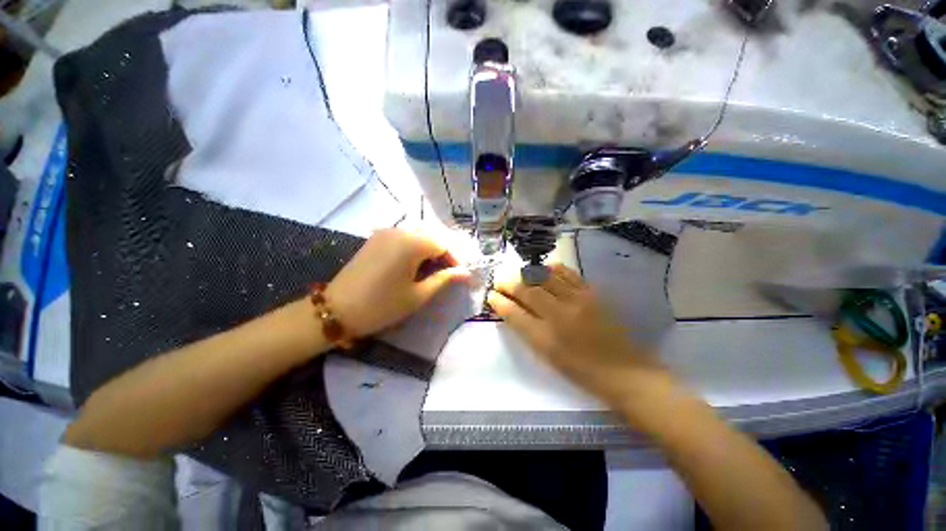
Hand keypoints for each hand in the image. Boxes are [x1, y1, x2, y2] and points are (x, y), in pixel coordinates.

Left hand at [325, 228, 468, 337]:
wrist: (336, 310)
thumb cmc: (382, 305)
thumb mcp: (418, 295)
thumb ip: (444, 279)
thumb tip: (465, 273)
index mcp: (412, 243)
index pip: (443, 244)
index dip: (455, 260)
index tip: (460, 276)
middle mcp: (399, 231)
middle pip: (431, 237)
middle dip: (443, 254)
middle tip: (447, 274)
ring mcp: (385, 233)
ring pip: (417, 236)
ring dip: (429, 251)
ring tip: (431, 272)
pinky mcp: (375, 239)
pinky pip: (403, 238)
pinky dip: (414, 249)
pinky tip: (413, 265)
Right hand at [488, 264, 672, 406]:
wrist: (624, 371)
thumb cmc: (581, 371)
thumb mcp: (548, 356)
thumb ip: (527, 331)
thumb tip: (511, 309)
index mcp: (546, 338)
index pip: (514, 313)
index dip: (499, 301)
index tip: (491, 295)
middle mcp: (559, 315)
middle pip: (527, 290)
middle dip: (509, 284)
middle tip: (500, 281)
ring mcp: (577, 300)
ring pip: (545, 277)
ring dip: (527, 273)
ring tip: (520, 275)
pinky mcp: (592, 292)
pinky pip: (567, 273)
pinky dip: (551, 269)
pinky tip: (545, 270)